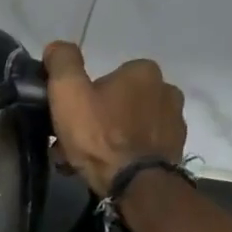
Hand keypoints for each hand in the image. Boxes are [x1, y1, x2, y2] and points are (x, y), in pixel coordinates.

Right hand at [42, 41, 186, 193]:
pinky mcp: (176, 147)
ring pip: (129, 126)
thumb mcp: (69, 93)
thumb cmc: (99, 135)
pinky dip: (126, 154)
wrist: (135, 183)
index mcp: (142, 71)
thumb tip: (56, 48)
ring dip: (109, 140)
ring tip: (89, 163)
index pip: (104, 81)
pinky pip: (142, 146)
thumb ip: (62, 63)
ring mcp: (174, 120)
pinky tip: (111, 169)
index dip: (82, 102)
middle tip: (74, 146)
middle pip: (116, 104)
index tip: (68, 123)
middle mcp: (166, 89)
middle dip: (94, 122)